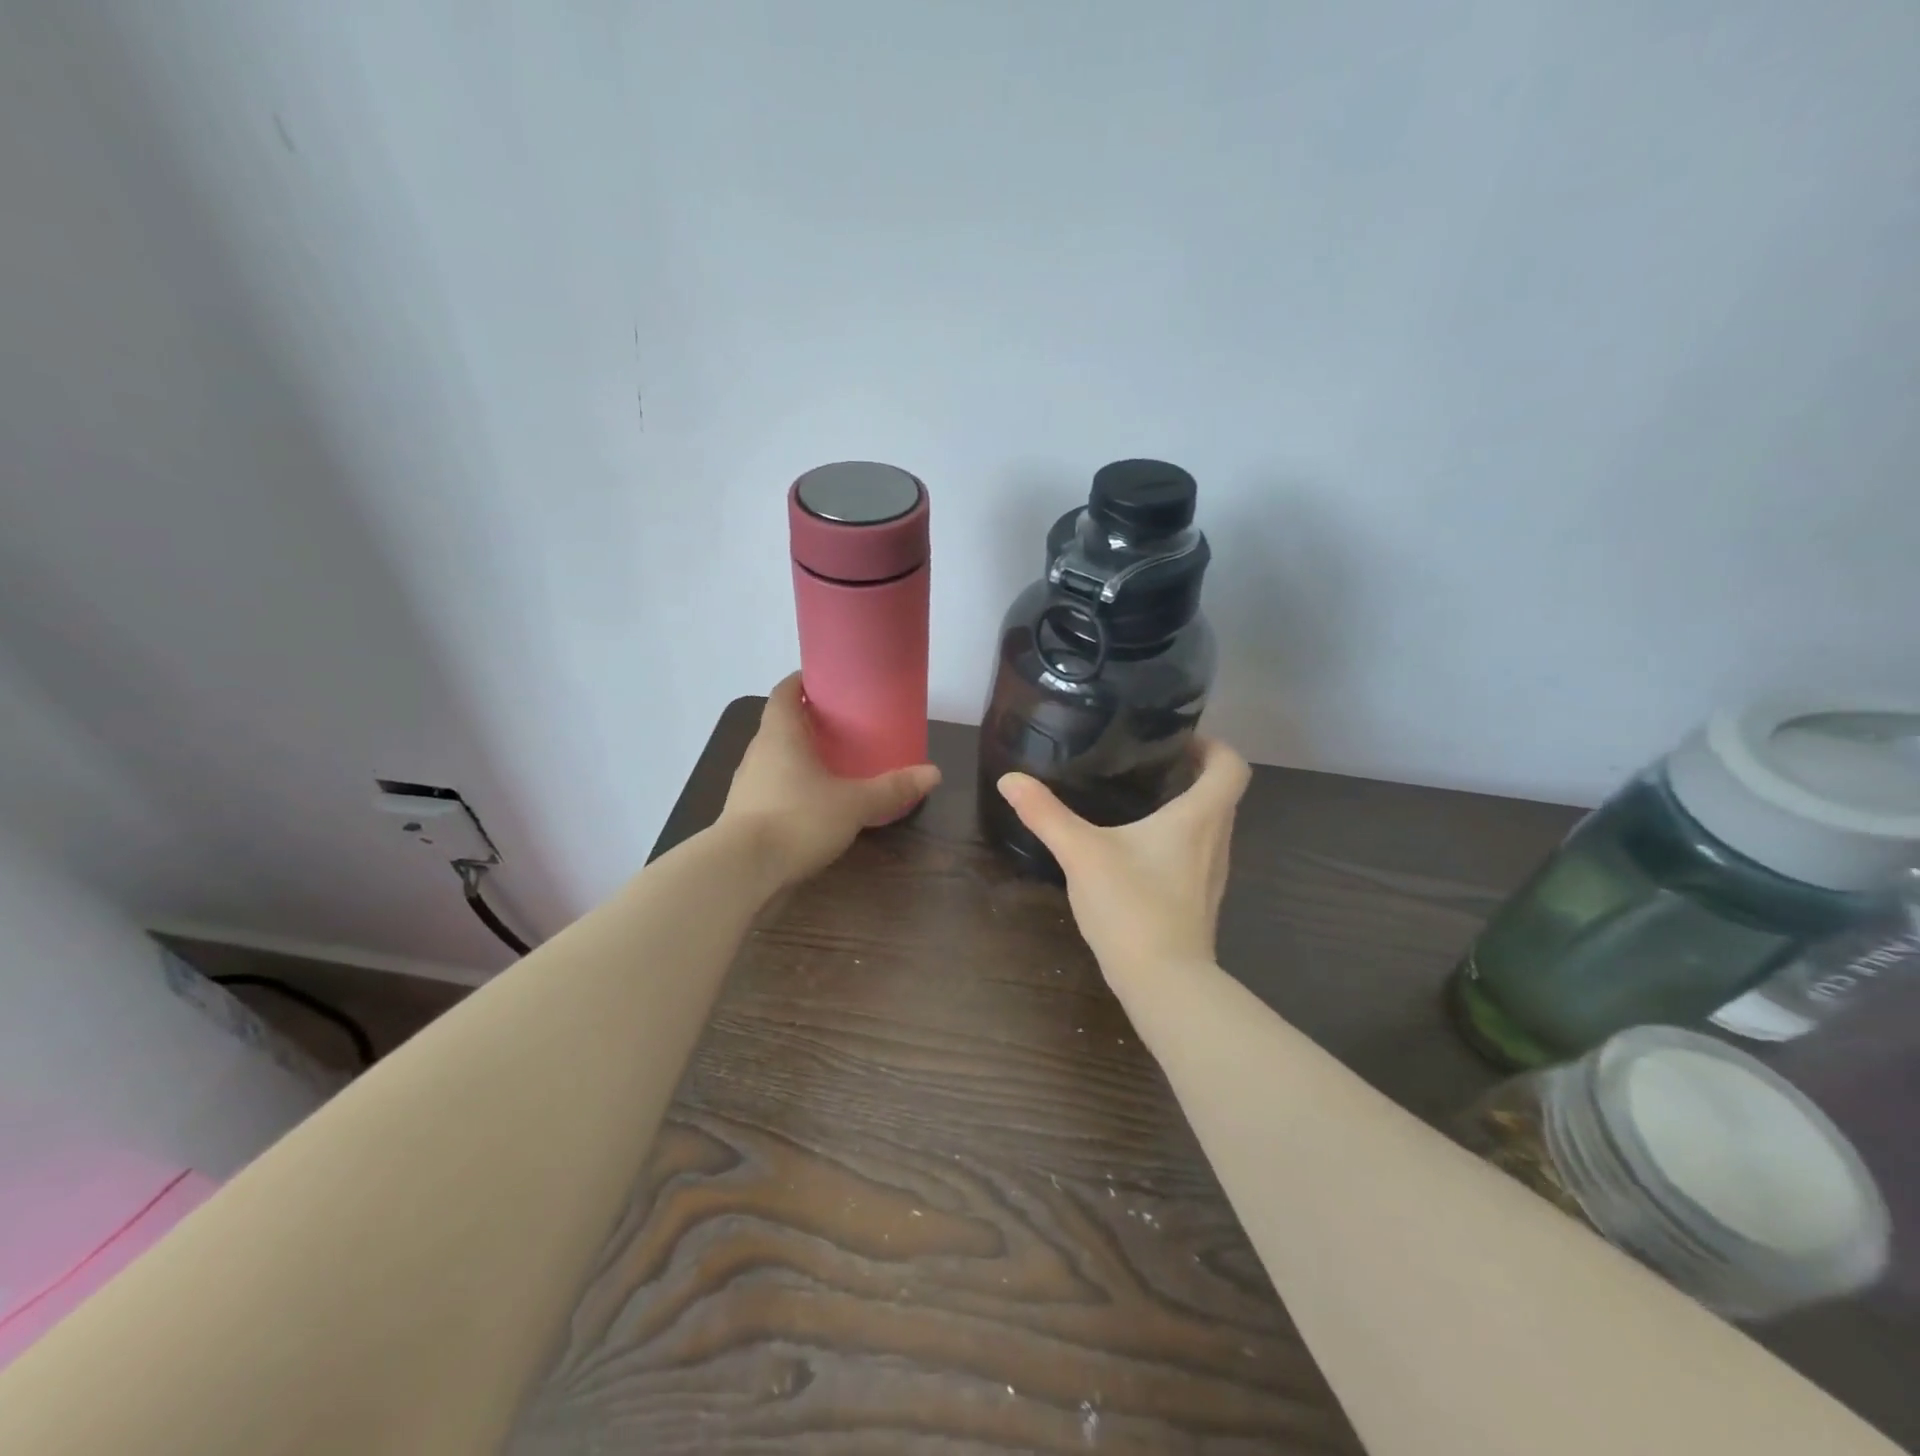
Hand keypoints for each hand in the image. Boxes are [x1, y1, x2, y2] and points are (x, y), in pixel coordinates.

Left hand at [720, 674, 940, 889]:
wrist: (742, 872)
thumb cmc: (797, 820)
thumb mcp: (853, 803)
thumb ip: (892, 788)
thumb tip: (934, 773)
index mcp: (779, 734)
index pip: (785, 692)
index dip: (802, 681)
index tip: (827, 679)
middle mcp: (759, 753)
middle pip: (781, 724)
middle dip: (808, 720)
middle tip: (843, 723)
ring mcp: (748, 785)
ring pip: (776, 757)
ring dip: (799, 754)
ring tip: (833, 761)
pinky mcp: (746, 815)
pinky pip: (773, 787)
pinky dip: (793, 785)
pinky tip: (816, 801)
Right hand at [997, 738, 1250, 985]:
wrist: (1163, 981)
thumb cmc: (1132, 906)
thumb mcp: (1082, 853)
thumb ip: (1046, 814)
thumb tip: (1011, 779)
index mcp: (1199, 818)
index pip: (1231, 766)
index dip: (1213, 746)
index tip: (1178, 741)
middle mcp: (1217, 840)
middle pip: (1222, 794)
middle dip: (1192, 773)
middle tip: (1149, 763)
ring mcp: (1213, 874)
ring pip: (1211, 826)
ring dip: (1186, 807)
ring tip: (1142, 799)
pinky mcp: (1200, 899)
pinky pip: (1198, 853)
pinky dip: (1178, 839)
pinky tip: (1138, 849)